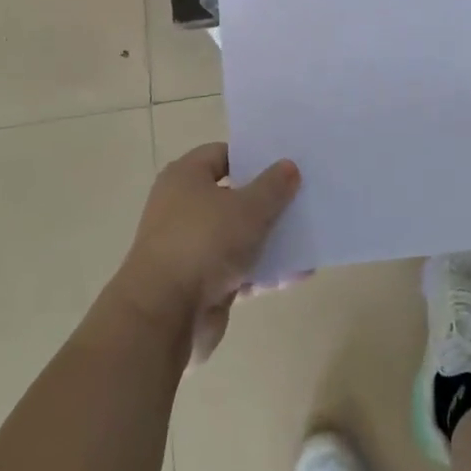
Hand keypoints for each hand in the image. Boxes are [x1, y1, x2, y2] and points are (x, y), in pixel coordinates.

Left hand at [111, 143, 299, 362]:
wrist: (164, 315)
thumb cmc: (204, 242)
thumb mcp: (248, 208)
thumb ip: (273, 186)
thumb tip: (289, 165)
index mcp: (186, 177)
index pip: (222, 155)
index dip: (253, 157)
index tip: (284, 165)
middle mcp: (183, 207)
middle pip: (232, 196)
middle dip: (266, 201)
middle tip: (301, 199)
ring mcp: (190, 247)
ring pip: (236, 236)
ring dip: (268, 240)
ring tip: (306, 237)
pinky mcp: (198, 284)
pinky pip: (236, 270)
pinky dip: (261, 272)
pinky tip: (295, 274)